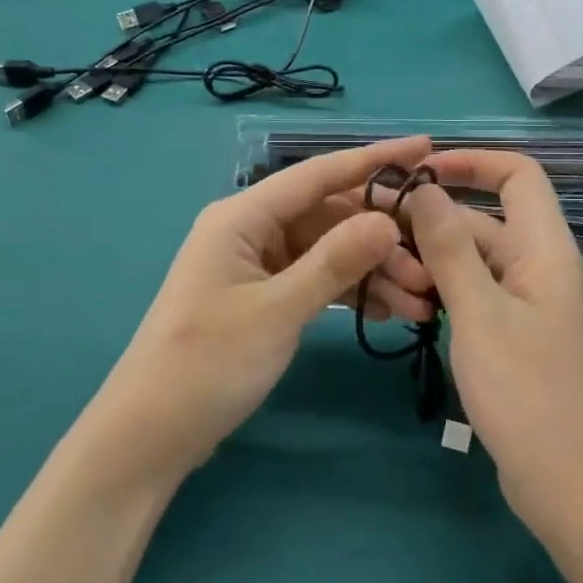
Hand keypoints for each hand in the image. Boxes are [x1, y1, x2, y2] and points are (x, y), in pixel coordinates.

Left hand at [93, 137, 437, 478]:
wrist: (150, 435)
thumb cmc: (207, 364)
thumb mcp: (277, 311)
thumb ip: (334, 262)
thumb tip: (388, 221)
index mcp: (243, 216)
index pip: (318, 174)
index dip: (374, 160)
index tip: (425, 148)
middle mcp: (251, 230)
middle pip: (330, 215)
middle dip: (382, 238)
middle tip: (431, 265)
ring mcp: (257, 264)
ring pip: (328, 251)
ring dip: (373, 271)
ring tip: (420, 301)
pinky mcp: (263, 297)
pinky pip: (316, 280)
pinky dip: (350, 292)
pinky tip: (389, 311)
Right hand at [404, 150, 582, 533]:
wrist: (570, 486)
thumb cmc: (527, 392)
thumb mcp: (479, 313)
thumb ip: (449, 246)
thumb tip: (424, 188)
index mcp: (545, 249)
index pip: (518, 175)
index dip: (472, 162)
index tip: (418, 174)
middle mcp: (540, 267)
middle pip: (485, 220)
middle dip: (435, 224)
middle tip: (378, 242)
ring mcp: (528, 304)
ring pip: (474, 261)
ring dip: (434, 263)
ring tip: (390, 283)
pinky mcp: (515, 336)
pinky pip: (475, 295)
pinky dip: (444, 294)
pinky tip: (409, 310)